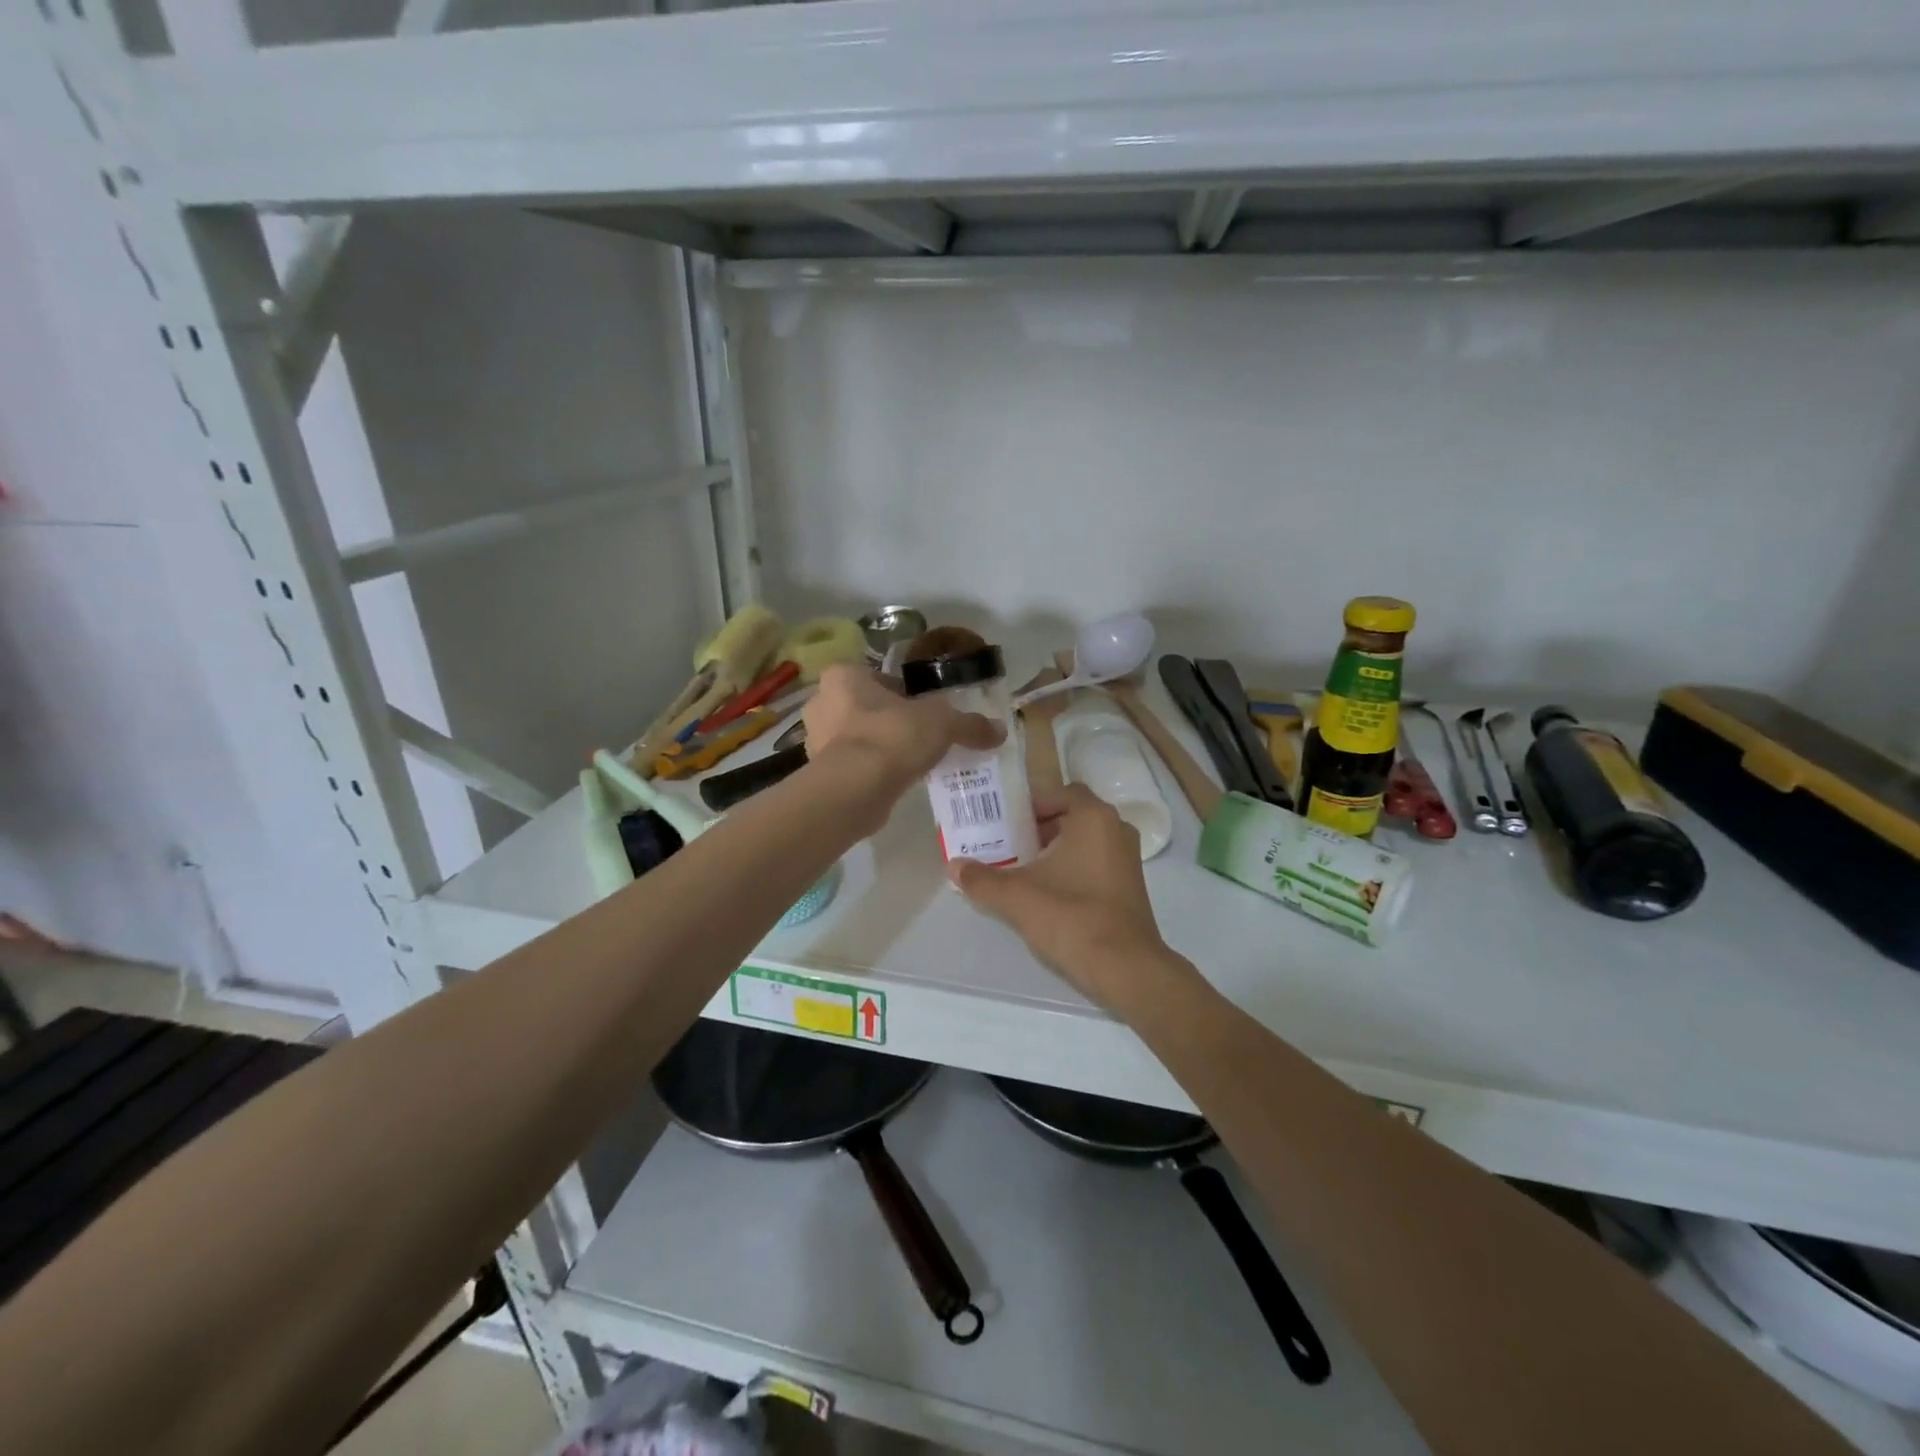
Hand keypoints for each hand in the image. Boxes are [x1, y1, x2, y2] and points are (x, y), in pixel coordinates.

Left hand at [802, 663, 1003, 798]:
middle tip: (922, 736)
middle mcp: (822, 702)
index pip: (880, 677)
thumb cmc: (892, 737)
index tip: (927, 711)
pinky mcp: (820, 774)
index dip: (906, 693)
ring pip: (858, 737)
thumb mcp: (942, 722)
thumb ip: (969, 724)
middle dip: (892, 720)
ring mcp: (817, 740)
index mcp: (844, 676)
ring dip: (881, 746)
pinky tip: (896, 781)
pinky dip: (872, 770)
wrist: (855, 789)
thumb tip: (1000, 730)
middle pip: (867, 707)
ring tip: (912, 761)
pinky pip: (853, 765)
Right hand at [948, 784, 1176, 1009]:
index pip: (1057, 792)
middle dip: (1036, 828)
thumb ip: (982, 879)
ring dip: (1053, 850)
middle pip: (1069, 815)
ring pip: (1082, 841)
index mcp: (1093, 817)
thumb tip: (953, 866)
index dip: (1028, 805)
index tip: (1002, 822)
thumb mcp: (1017, 896)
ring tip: (1019, 869)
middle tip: (1005, 844)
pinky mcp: (1129, 885)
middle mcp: (1116, 829)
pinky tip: (1045, 892)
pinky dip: (1070, 868)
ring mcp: (1127, 858)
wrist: (1125, 968)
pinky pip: (1094, 862)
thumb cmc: (1071, 917)